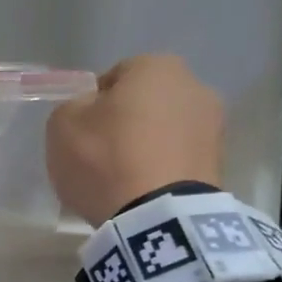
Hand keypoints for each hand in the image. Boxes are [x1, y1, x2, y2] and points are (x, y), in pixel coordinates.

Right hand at [46, 54, 224, 225]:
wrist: (156, 214)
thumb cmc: (104, 158)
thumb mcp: (62, 125)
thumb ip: (74, 107)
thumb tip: (91, 110)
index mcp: (155, 66)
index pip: (115, 76)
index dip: (93, 104)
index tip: (81, 132)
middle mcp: (193, 85)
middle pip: (146, 102)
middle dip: (126, 122)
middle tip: (100, 155)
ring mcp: (213, 125)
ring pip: (165, 131)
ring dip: (147, 146)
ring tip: (122, 178)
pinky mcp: (219, 163)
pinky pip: (178, 158)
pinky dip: (162, 168)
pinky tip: (142, 190)